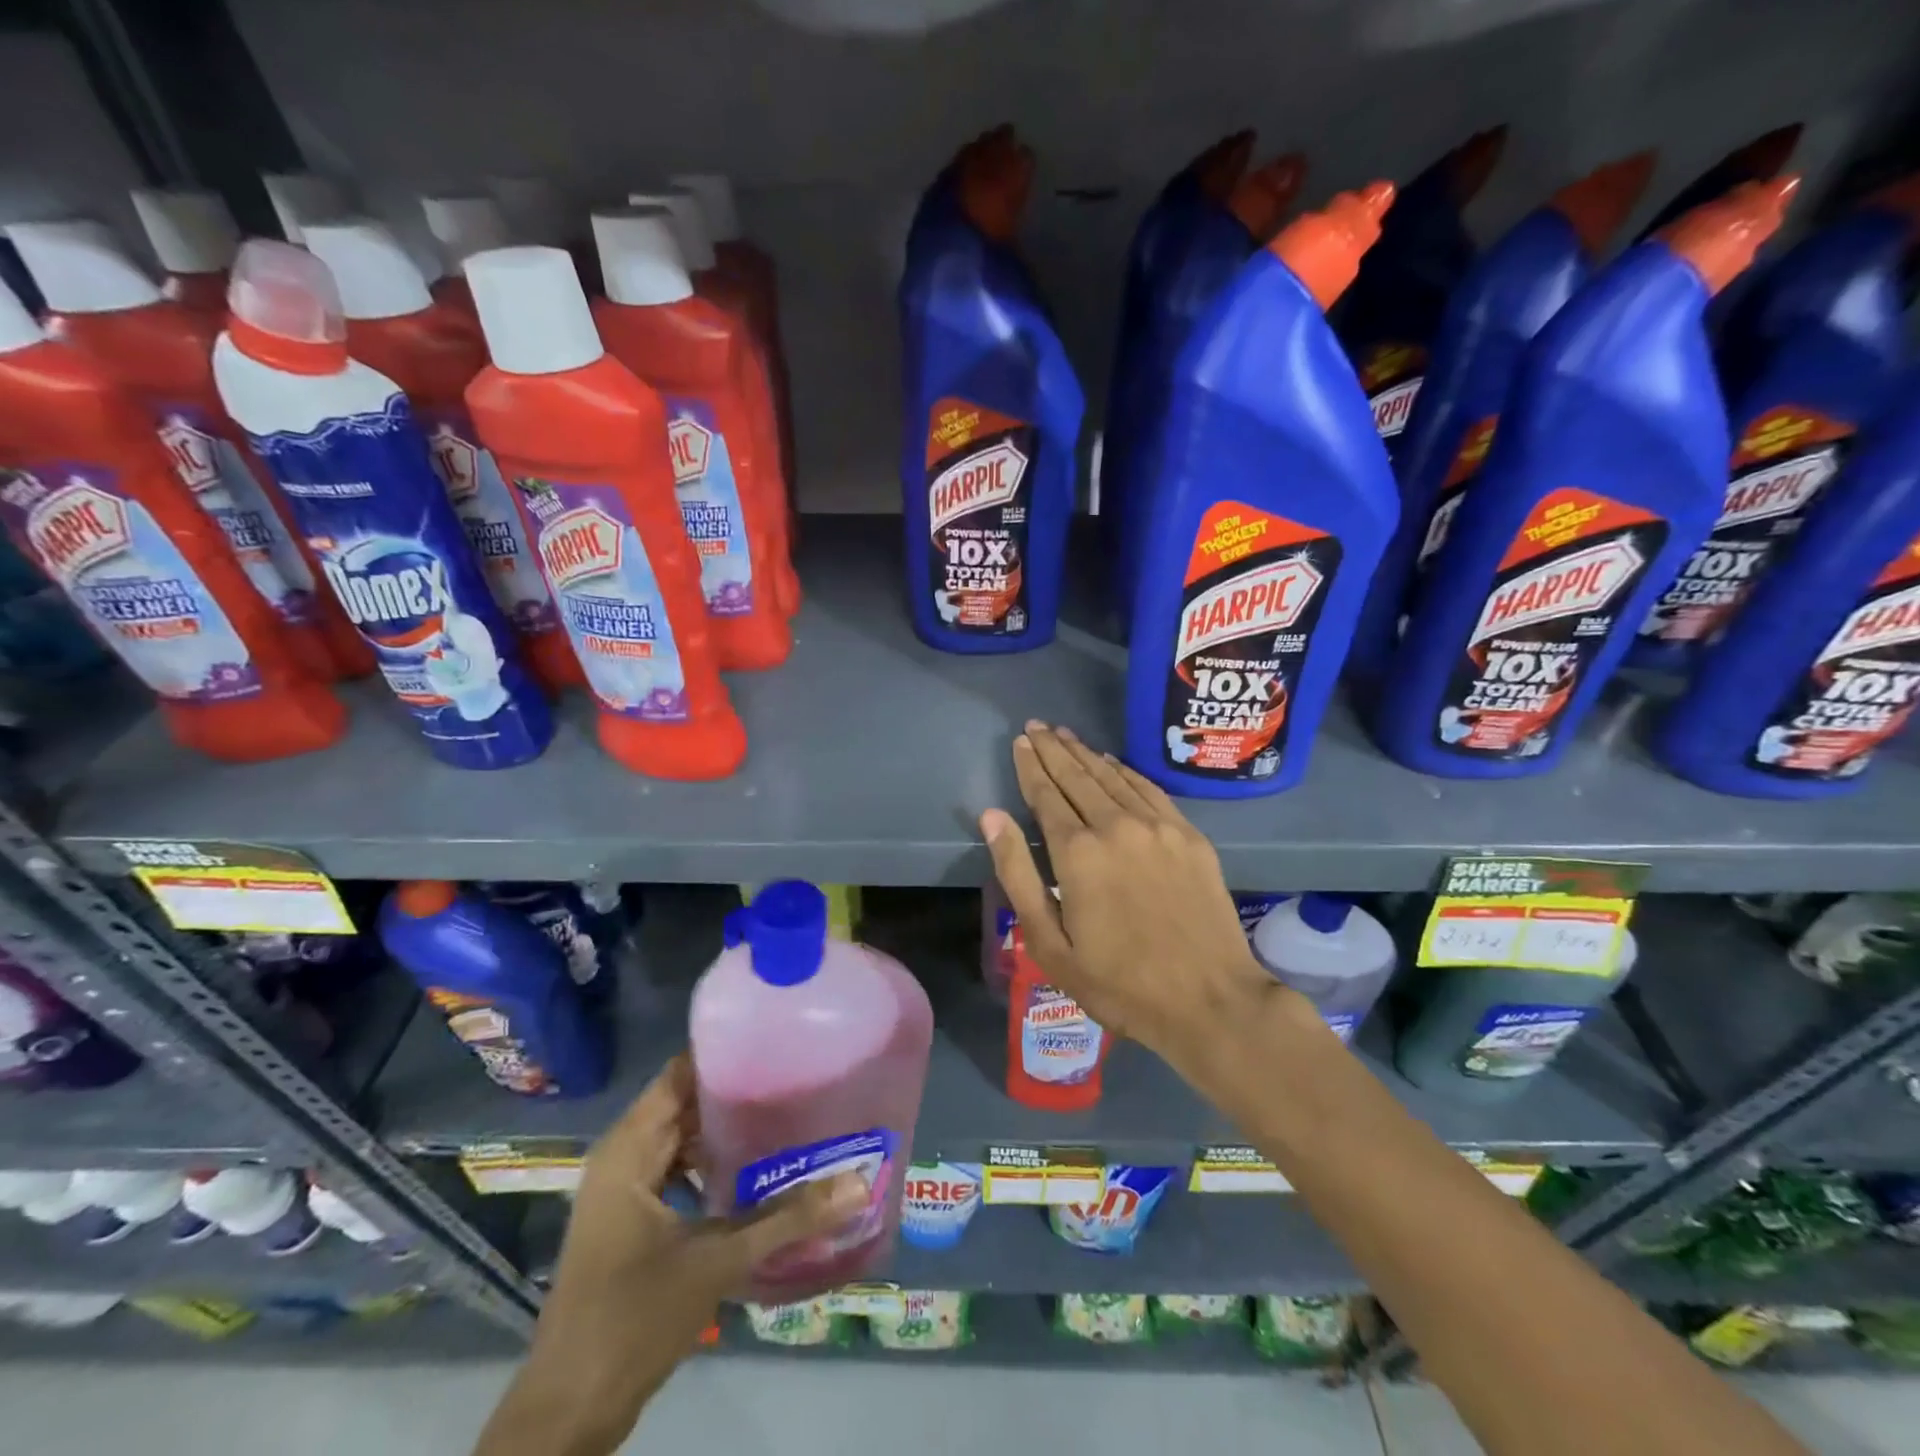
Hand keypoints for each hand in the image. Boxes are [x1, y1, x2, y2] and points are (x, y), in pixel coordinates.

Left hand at [504, 1056, 863, 1444]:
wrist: (569, 1411)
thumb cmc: (633, 1320)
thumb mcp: (717, 1263)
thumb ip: (787, 1219)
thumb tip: (857, 1183)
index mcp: (629, 1148)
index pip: (679, 1075)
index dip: (725, 1054)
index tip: (777, 1041)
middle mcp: (622, 1156)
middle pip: (684, 1102)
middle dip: (736, 1089)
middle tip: (796, 1075)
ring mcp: (624, 1189)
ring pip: (682, 1136)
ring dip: (726, 1128)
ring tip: (785, 1112)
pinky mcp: (631, 1218)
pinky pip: (677, 1166)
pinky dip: (712, 1161)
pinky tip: (755, 1169)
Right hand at [979, 721, 1283, 1076]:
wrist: (1211, 1001)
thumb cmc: (1119, 983)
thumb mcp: (1050, 943)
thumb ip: (1018, 874)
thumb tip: (992, 817)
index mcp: (1078, 853)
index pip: (1046, 794)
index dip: (1030, 766)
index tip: (1020, 742)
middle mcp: (1116, 825)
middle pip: (1077, 776)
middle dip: (1053, 749)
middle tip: (1036, 726)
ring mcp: (1158, 827)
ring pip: (1113, 776)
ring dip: (1085, 753)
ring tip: (1065, 735)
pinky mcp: (1189, 836)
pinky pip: (1149, 789)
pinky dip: (1125, 771)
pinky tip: (1112, 762)